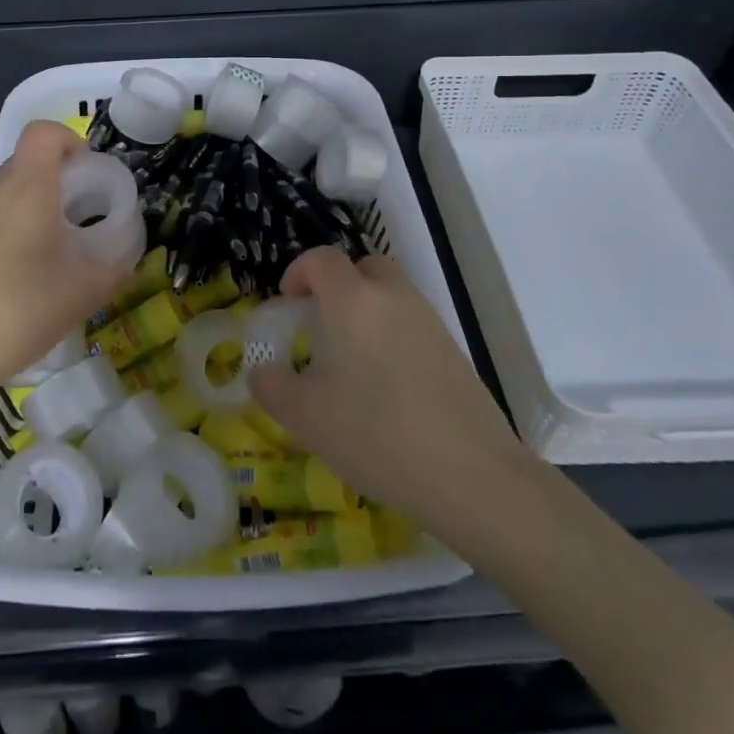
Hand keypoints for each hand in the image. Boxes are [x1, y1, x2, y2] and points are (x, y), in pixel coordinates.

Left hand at [0, 121, 128, 405]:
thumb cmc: (16, 311)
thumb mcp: (80, 295)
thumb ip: (112, 272)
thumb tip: (127, 264)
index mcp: (26, 188)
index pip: (43, 132)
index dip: (72, 140)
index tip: (91, 176)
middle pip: (28, 162)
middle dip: (61, 180)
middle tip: (85, 220)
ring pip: (8, 193)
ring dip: (37, 208)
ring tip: (57, 253)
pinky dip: (12, 231)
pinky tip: (21, 279)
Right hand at [248, 247, 521, 524]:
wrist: (472, 474)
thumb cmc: (376, 435)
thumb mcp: (305, 417)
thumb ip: (272, 386)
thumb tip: (261, 371)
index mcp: (353, 300)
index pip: (321, 259)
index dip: (298, 272)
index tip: (287, 305)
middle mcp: (392, 296)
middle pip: (362, 267)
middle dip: (336, 286)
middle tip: (320, 325)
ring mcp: (429, 320)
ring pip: (390, 294)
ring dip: (366, 310)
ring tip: (351, 359)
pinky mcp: (453, 348)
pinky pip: (411, 322)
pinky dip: (392, 335)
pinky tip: (386, 385)